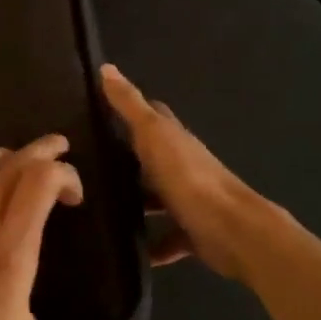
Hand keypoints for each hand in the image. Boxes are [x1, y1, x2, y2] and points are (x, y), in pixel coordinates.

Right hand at [100, 64, 276, 281]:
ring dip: (137, 202)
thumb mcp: (153, 136)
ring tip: (100, 208)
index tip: (101, 110)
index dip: (131, 109)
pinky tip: (131, 252)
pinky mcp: (193, 232)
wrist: (232, 230)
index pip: (153, 115)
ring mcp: (190, 200)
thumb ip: (130, 106)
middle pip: (153, 158)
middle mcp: (184, 165)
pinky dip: (153, 245)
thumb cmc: (188, 177)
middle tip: (88, 165)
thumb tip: (106, 68)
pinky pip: (168, 238)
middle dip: (126, 160)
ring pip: (158, 198)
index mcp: (175, 139)